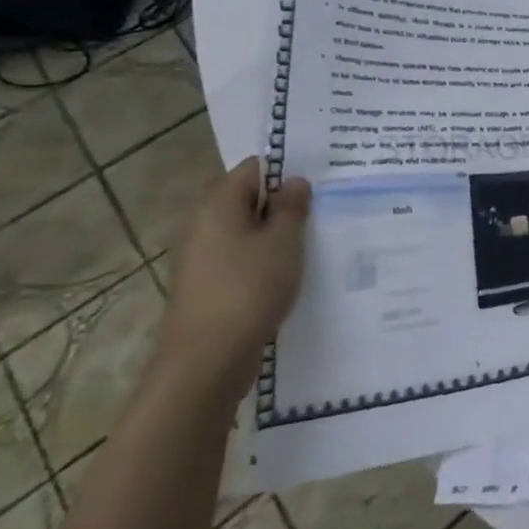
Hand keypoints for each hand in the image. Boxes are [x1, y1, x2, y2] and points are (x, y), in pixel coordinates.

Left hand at [156, 159, 311, 402]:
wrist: (207, 359)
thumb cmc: (249, 288)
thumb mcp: (284, 242)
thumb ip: (292, 207)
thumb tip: (294, 182)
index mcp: (218, 206)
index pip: (252, 169)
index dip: (285, 168)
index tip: (320, 177)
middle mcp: (203, 226)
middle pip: (248, 200)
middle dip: (284, 202)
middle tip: (326, 206)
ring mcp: (203, 258)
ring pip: (247, 231)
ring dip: (277, 233)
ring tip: (316, 238)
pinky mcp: (209, 286)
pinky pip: (242, 258)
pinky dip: (266, 258)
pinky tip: (294, 271)